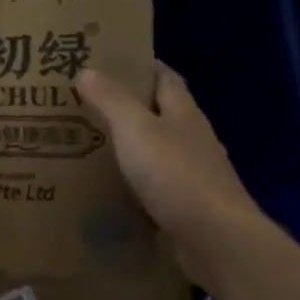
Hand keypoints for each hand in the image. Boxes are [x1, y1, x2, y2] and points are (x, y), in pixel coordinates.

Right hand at [78, 62, 263, 278]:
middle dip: (127, 106)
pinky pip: (153, 183)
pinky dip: (132, 179)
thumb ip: (111, 100)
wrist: (214, 237)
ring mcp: (191, 173)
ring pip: (155, 149)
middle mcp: (191, 138)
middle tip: (85, 103)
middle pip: (160, 113)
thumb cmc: (175, 174)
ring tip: (87, 142)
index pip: (164, 78)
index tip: (107, 62)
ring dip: (128, 144)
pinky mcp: (185, 204)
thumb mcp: (136, 129)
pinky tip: (108, 185)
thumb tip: (87, 70)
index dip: (140, 66)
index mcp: (183, 113)